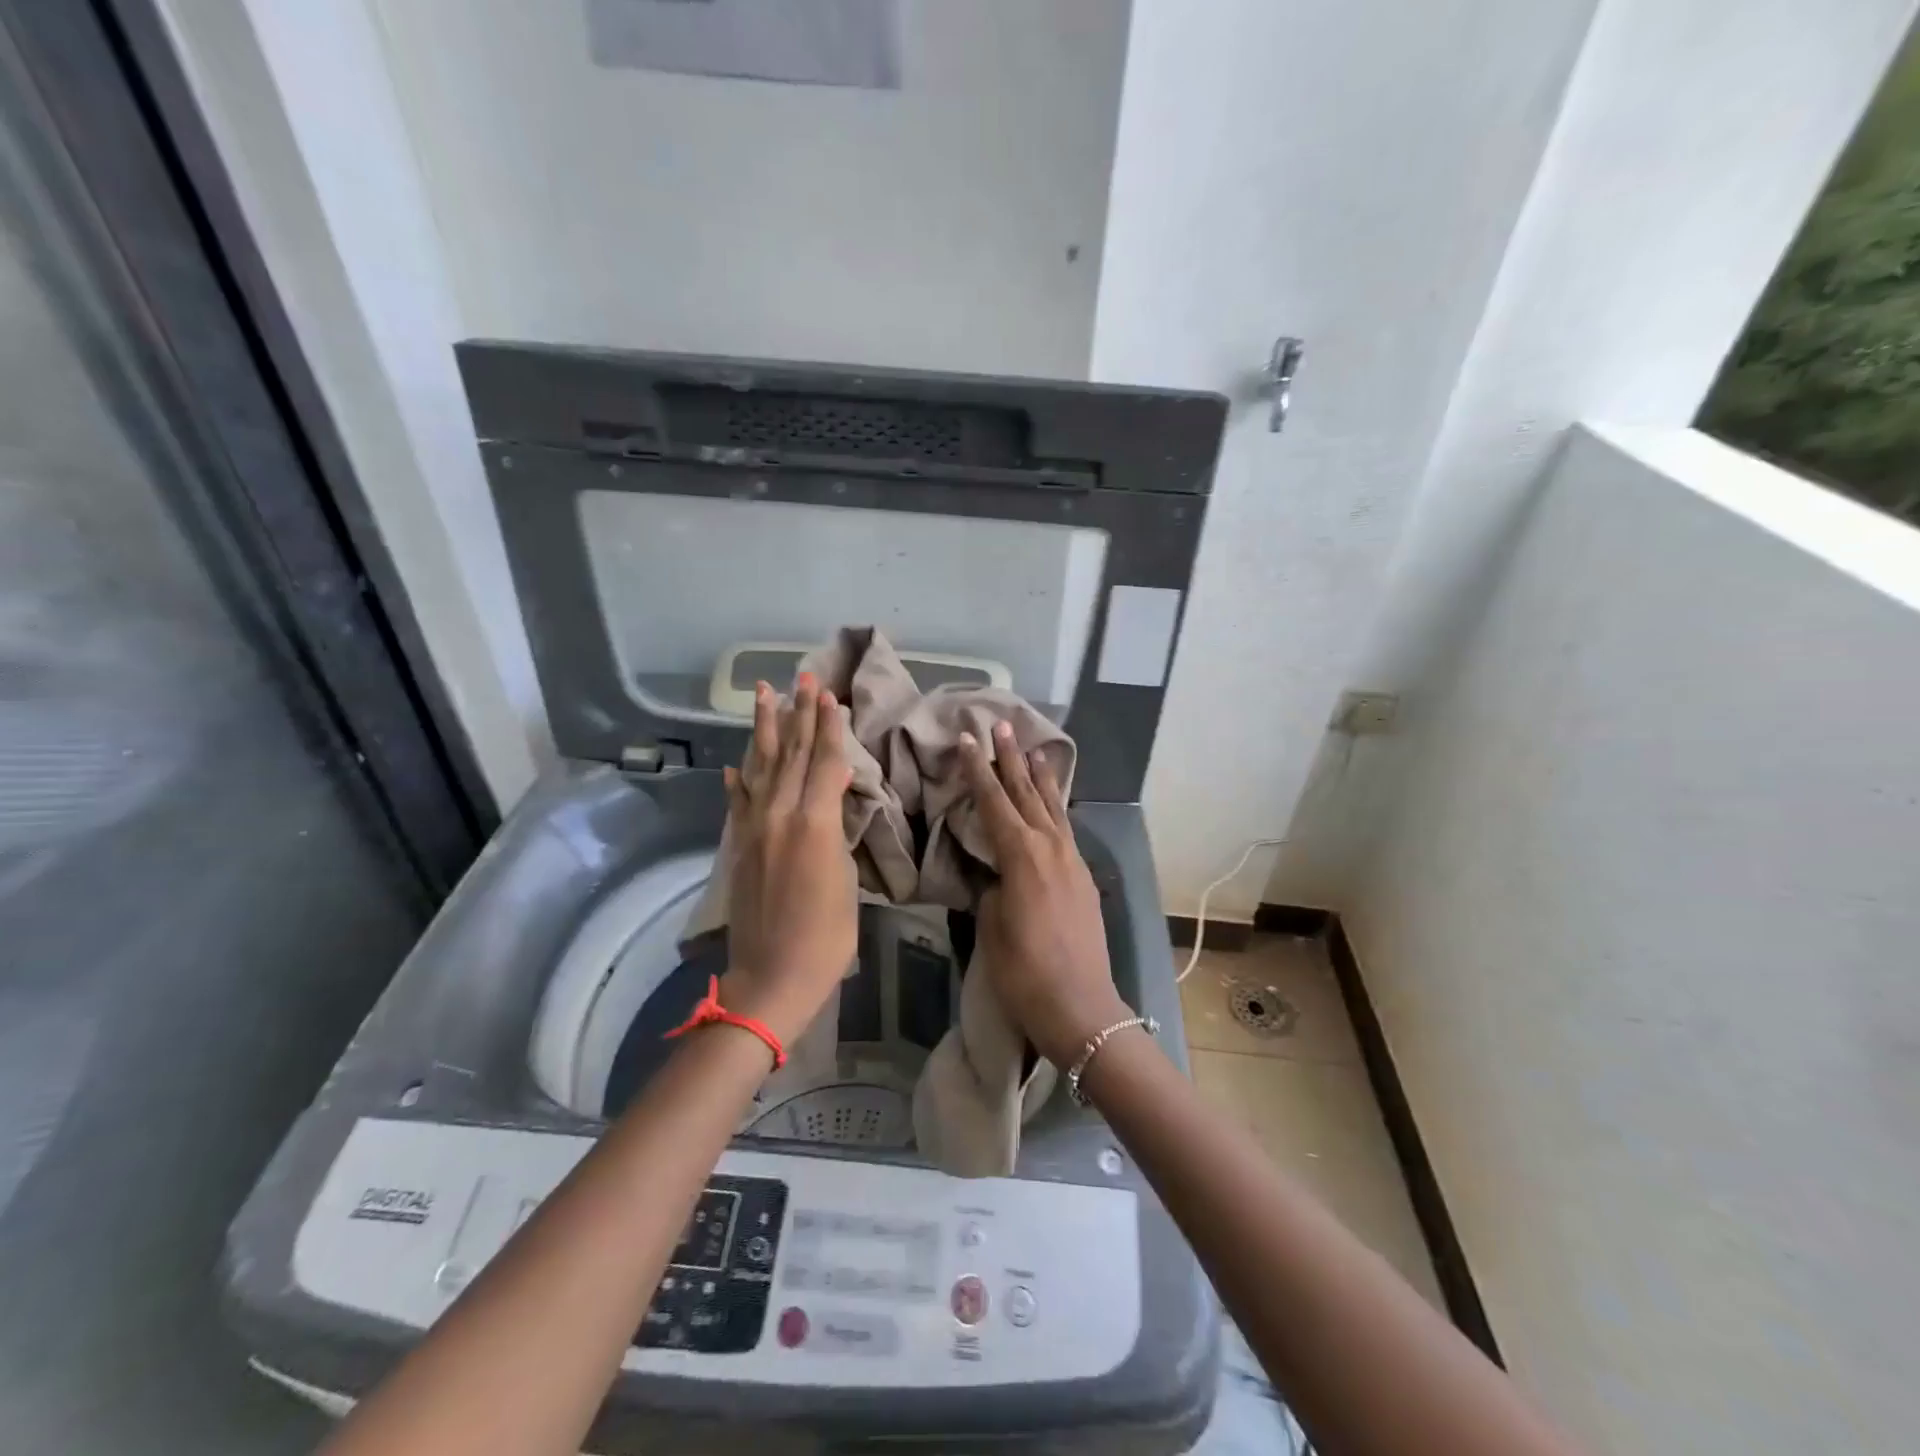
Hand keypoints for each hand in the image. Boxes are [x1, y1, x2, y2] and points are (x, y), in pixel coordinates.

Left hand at [718, 674, 857, 1046]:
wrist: (772, 976)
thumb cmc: (827, 936)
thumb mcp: (847, 880)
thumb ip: (837, 834)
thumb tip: (832, 806)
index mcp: (815, 823)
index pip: (826, 762)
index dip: (830, 727)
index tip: (830, 695)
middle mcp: (781, 815)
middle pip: (794, 755)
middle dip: (800, 714)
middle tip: (803, 677)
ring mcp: (754, 829)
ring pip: (762, 768)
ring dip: (766, 730)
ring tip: (765, 695)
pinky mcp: (738, 847)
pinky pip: (738, 803)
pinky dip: (737, 781)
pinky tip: (734, 764)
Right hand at [959, 721, 1129, 1066]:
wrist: (1081, 1007)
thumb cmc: (1024, 972)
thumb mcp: (991, 928)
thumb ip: (992, 891)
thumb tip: (997, 877)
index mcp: (1021, 856)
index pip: (994, 802)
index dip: (978, 771)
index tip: (967, 741)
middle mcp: (1050, 848)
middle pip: (1027, 794)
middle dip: (1011, 760)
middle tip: (1002, 727)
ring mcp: (1072, 861)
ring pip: (1053, 808)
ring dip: (1041, 778)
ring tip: (1034, 751)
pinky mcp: (1084, 878)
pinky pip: (1066, 829)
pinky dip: (1056, 808)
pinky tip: (1053, 805)